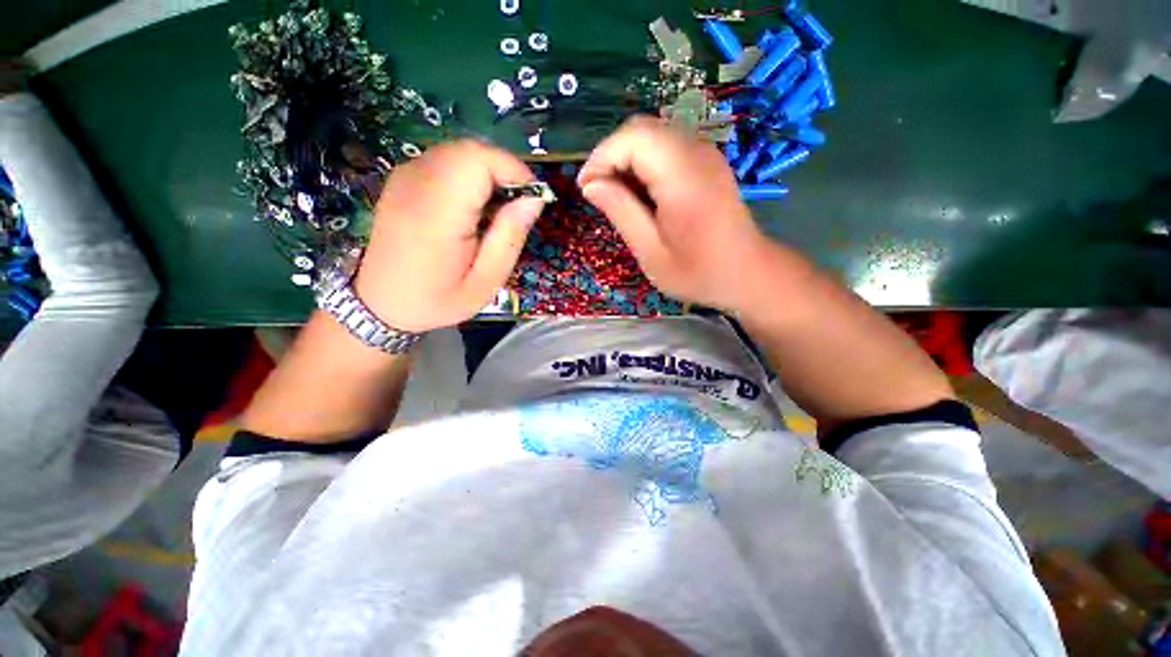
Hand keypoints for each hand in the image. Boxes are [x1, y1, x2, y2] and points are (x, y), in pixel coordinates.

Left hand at [354, 140, 543, 332]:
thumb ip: (510, 236)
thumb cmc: (438, 298)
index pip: (478, 160)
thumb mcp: (487, 281)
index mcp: (436, 213)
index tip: (531, 200)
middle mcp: (415, 183)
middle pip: (470, 150)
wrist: (381, 301)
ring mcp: (404, 176)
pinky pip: (446, 161)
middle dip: (504, 172)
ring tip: (495, 212)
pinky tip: (472, 208)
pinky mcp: (403, 178)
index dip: (513, 170)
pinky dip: (470, 176)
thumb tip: (534, 198)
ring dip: (488, 174)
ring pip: (460, 152)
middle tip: (516, 209)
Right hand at [577, 116, 777, 313]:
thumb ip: (621, 212)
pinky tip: (641, 193)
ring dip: (626, 159)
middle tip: (599, 193)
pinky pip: (666, 146)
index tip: (586, 189)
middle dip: (611, 156)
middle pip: (640, 129)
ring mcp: (705, 152)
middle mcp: (696, 152)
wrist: (747, 273)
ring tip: (617, 196)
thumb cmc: (698, 272)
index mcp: (683, 176)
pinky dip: (644, 162)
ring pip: (652, 134)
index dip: (601, 157)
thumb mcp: (651, 252)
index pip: (632, 137)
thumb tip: (590, 184)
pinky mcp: (706, 160)